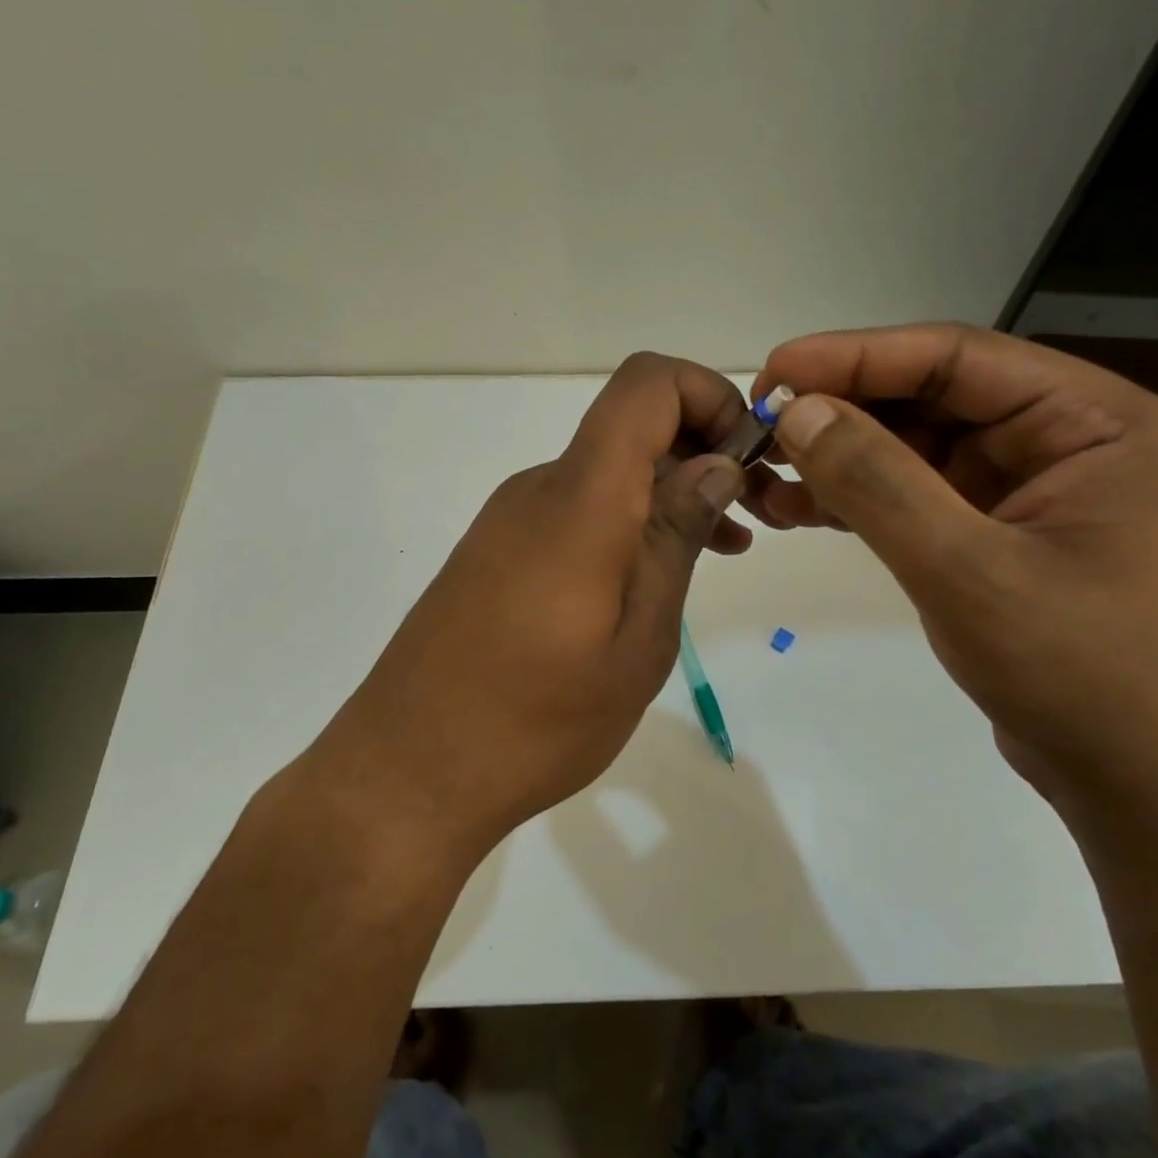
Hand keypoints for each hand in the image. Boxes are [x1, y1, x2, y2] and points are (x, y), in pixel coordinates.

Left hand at [313, 354, 751, 856]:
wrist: (406, 774)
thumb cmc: (536, 721)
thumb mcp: (637, 640)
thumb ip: (675, 539)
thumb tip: (716, 464)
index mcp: (579, 499)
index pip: (646, 384)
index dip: (709, 394)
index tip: (748, 460)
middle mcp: (540, 488)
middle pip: (631, 424)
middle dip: (703, 451)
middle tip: (751, 519)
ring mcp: (510, 519)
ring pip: (607, 472)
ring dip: (670, 493)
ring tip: (720, 552)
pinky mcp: (496, 551)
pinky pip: (576, 510)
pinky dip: (628, 522)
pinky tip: (652, 580)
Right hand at [747, 324, 1157, 794]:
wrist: (1126, 773)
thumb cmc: (1073, 668)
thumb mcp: (966, 569)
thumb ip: (878, 483)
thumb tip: (796, 411)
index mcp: (1088, 418)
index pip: (955, 358)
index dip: (856, 357)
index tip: (773, 372)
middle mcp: (1058, 434)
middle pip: (926, 396)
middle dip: (838, 410)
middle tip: (758, 427)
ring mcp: (1020, 481)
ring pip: (907, 443)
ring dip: (835, 456)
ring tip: (762, 474)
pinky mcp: (987, 525)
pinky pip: (907, 490)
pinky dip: (851, 497)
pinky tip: (793, 508)